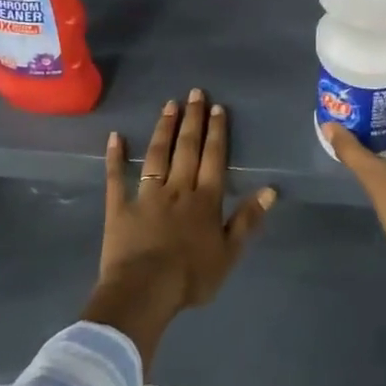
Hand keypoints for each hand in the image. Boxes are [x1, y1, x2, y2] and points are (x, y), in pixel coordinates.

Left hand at [82, 89, 275, 369]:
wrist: (145, 292)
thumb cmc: (191, 277)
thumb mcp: (229, 254)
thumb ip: (247, 220)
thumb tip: (270, 190)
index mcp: (205, 200)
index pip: (213, 159)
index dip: (216, 132)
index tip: (217, 108)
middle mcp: (177, 189)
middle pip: (187, 149)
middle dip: (192, 120)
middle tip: (194, 93)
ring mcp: (147, 196)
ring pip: (157, 155)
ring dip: (163, 129)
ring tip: (168, 105)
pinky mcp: (120, 208)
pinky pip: (117, 179)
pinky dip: (115, 157)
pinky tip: (115, 137)